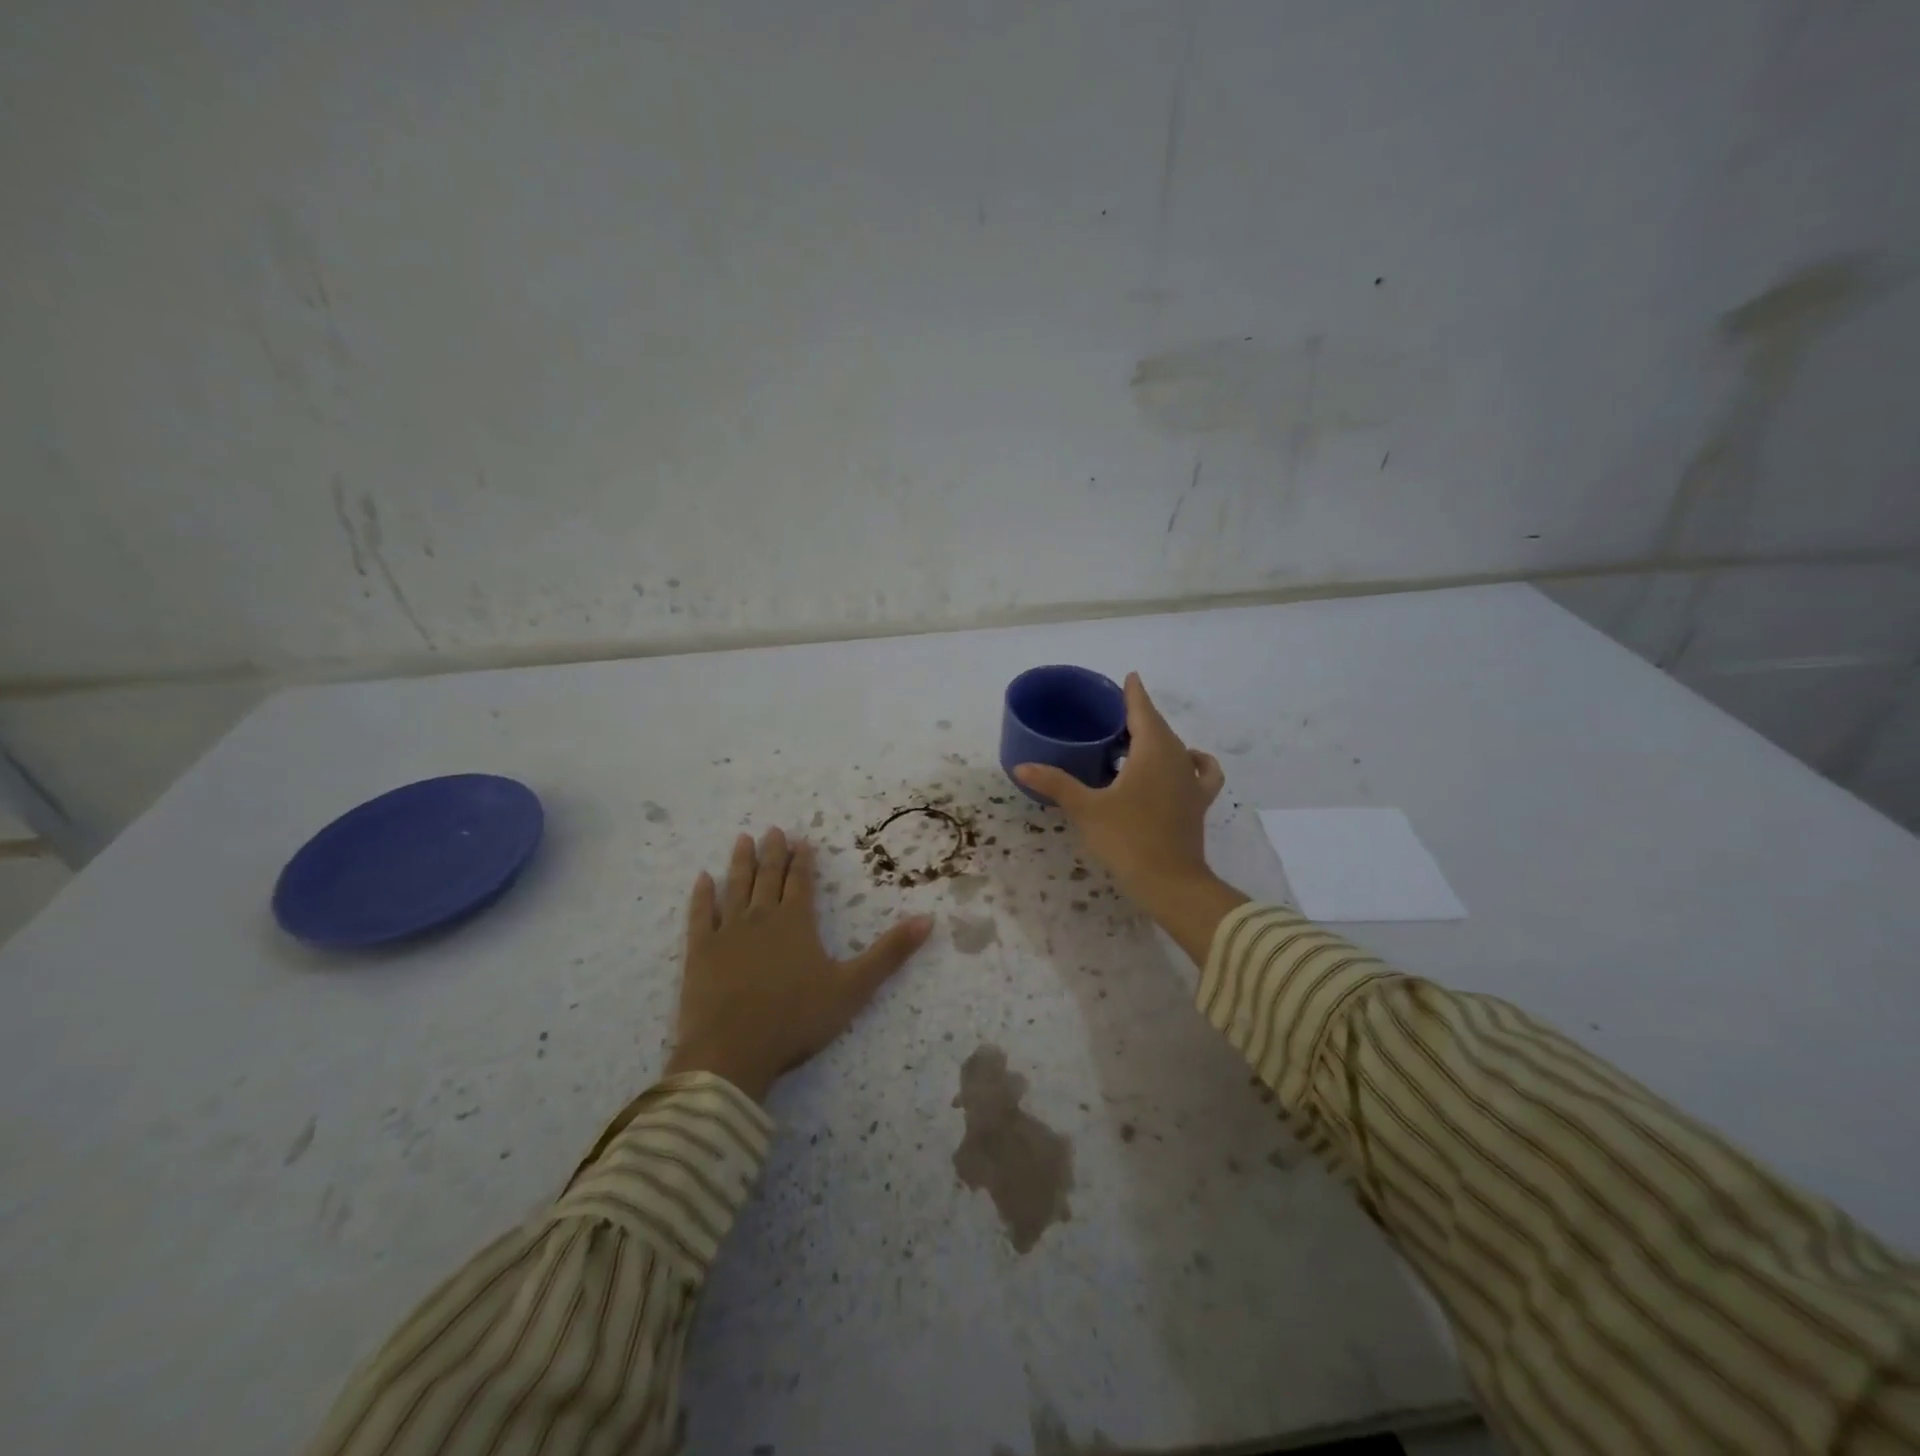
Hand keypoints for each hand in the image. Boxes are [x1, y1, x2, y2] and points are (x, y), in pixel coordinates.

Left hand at [664, 828, 933, 1101]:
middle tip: (772, 830)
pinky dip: (702, 895)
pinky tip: (703, 879)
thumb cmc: (796, 1019)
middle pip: (768, 877)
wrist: (732, 1051)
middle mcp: (762, 918)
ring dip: (740, 863)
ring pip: (735, 887)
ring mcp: (727, 932)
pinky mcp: (699, 952)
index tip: (802, 840)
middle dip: (772, 853)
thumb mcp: (853, 987)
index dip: (803, 860)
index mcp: (797, 922)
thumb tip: (928, 919)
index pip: (801, 882)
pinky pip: (700, 915)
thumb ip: (889, 953)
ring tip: (742, 839)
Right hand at [1015, 673, 1246, 964]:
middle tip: (1113, 715)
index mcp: (1152, 750)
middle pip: (1159, 726)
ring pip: (1176, 746)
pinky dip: (1193, 761)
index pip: (1142, 710)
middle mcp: (1177, 757)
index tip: (1129, 678)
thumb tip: (1020, 765)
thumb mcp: (1085, 809)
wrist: (1170, 881)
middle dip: (1139, 716)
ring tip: (1133, 744)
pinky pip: (1201, 771)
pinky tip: (1184, 764)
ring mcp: (1191, 780)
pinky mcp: (1198, 802)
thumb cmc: (1126, 838)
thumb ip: (1055, 783)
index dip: (1133, 693)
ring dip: (1157, 739)